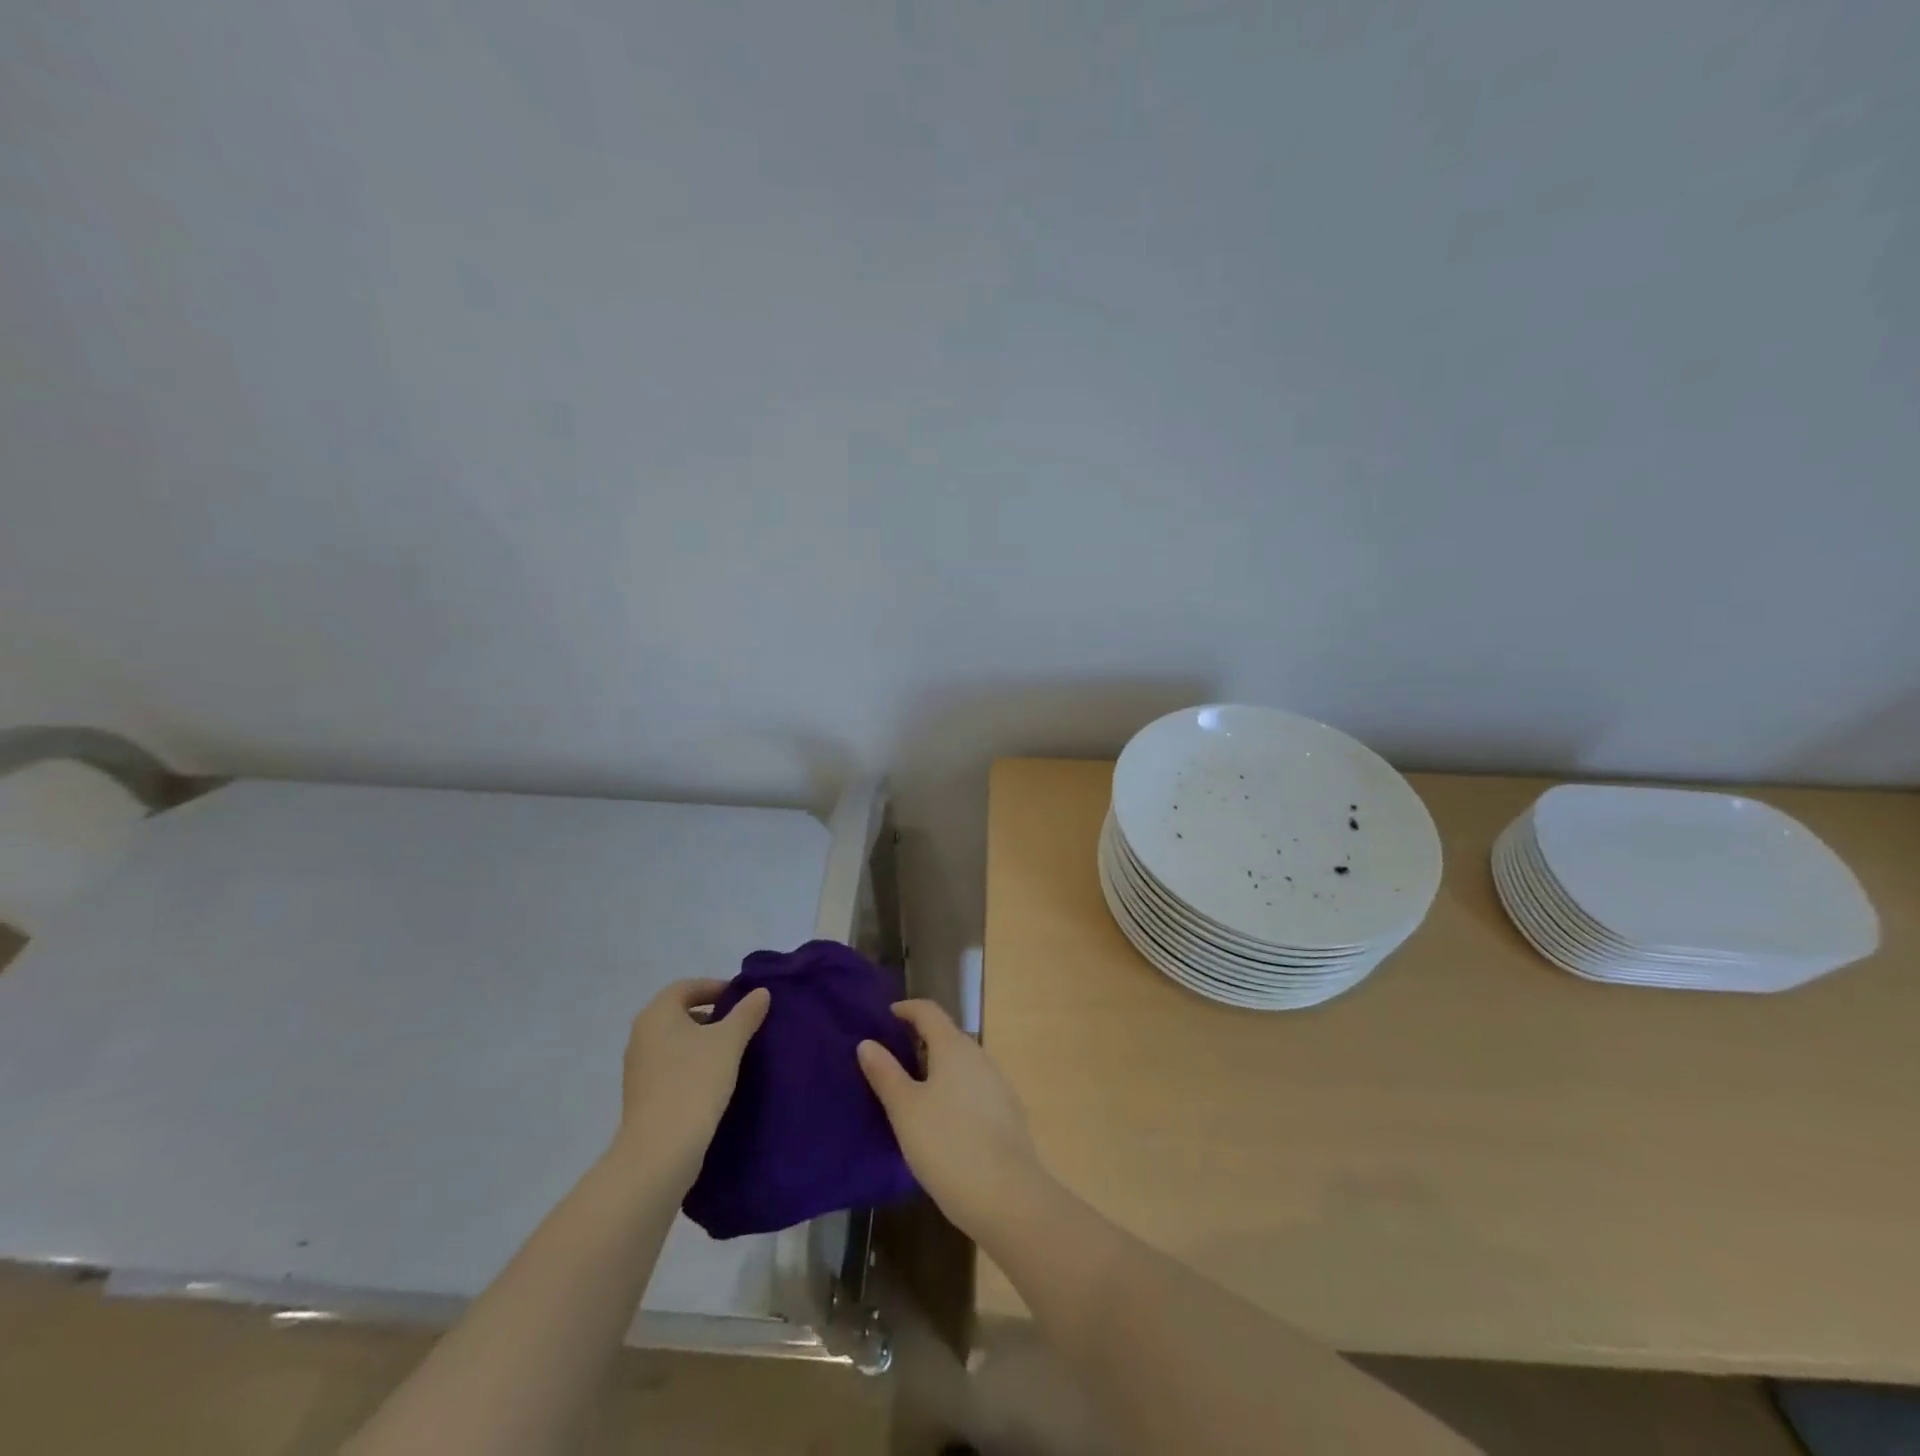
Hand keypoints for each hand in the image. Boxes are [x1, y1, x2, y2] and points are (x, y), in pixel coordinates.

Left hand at [611, 979, 769, 1191]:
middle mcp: (641, 1035)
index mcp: (657, 1014)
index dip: (714, 987)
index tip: (741, 998)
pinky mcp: (642, 1096)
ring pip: (675, 1042)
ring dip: (702, 1041)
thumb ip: (746, 1013)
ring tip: (732, 1053)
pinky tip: (714, 1080)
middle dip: (711, 1014)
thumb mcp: (729, 1042)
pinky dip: (692, 1064)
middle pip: (679, 1013)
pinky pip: (671, 1067)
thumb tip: (760, 992)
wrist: (660, 1151)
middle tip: (740, 1023)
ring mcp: (638, 1068)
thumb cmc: (694, 1082)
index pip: (686, 987)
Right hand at [857, 1000, 1051, 1240]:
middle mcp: (980, 1056)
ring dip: (937, 1067)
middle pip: (947, 1035)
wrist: (1008, 1196)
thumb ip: (885, 1074)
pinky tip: (942, 1119)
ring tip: (911, 1090)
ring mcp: (998, 1084)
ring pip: (962, 1063)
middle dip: (920, 1040)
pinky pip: (973, 1087)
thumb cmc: (948, 1145)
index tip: (887, 1016)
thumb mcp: (905, 1110)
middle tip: (891, 1058)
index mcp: (954, 1047)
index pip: (929, 1011)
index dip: (907, 1009)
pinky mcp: (1007, 1112)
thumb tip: (867, 1043)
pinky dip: (953, 1089)